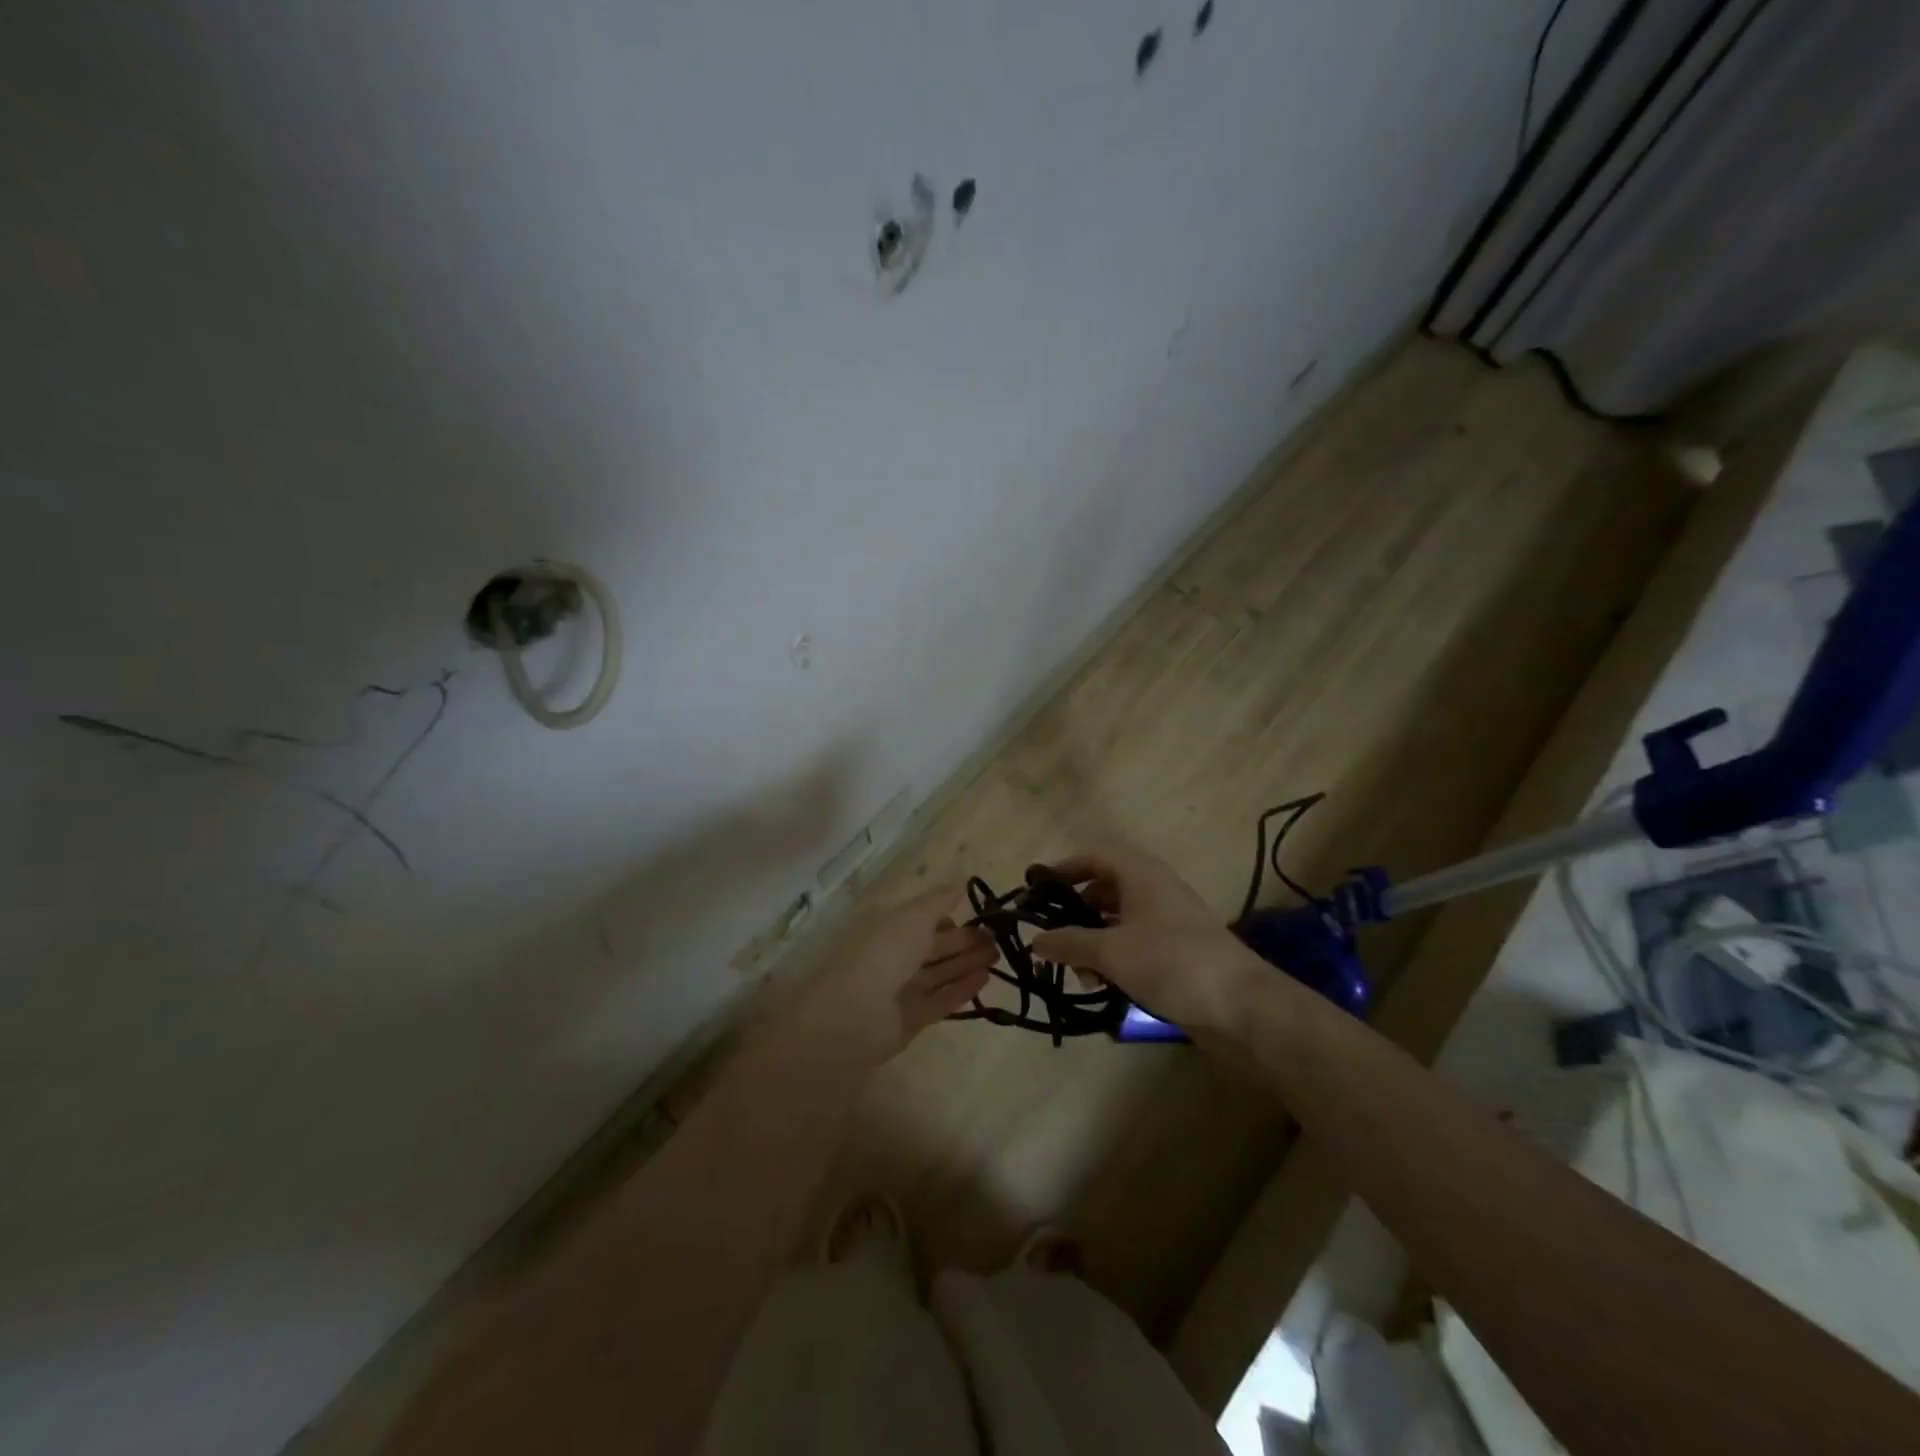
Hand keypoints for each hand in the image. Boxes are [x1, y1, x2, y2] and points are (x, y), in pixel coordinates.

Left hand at [770, 884, 996, 1070]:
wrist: (854, 1015)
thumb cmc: (882, 953)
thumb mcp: (913, 917)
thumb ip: (938, 901)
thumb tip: (960, 883)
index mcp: (888, 928)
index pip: (921, 920)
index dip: (948, 917)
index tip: (978, 915)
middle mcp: (893, 957)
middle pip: (933, 947)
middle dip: (964, 941)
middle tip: (998, 937)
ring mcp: (901, 990)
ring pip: (939, 973)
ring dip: (967, 963)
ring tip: (998, 956)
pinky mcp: (911, 1019)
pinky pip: (940, 999)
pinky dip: (962, 989)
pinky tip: (985, 978)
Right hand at [1029, 848, 1262, 1031]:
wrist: (1241, 1004)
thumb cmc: (1171, 962)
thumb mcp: (1111, 951)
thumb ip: (1069, 943)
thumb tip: (1036, 940)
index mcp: (1139, 873)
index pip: (1092, 856)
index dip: (1062, 869)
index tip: (1034, 892)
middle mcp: (1153, 888)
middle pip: (1103, 889)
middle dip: (1075, 914)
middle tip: (1051, 939)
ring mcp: (1167, 920)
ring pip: (1117, 920)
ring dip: (1093, 942)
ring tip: (1078, 973)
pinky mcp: (1177, 949)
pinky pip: (1134, 943)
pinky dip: (1114, 957)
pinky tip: (1103, 985)